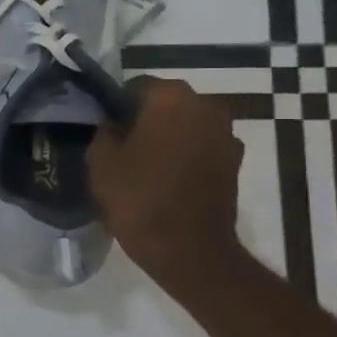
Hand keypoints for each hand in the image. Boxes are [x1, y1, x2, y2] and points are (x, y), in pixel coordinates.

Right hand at [88, 77, 244, 290]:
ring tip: (146, 166)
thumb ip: (103, 131)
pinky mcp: (235, 162)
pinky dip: (187, 156)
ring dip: (168, 137)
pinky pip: (202, 148)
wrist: (189, 249)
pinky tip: (169, 180)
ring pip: (185, 125)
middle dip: (145, 120)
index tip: (106, 131)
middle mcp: (204, 105)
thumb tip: (112, 124)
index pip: (135, 87)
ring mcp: (225, 134)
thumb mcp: (100, 161)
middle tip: (123, 148)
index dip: (116, 108)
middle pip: (165, 103)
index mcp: (169, 96)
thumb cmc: (139, 198)